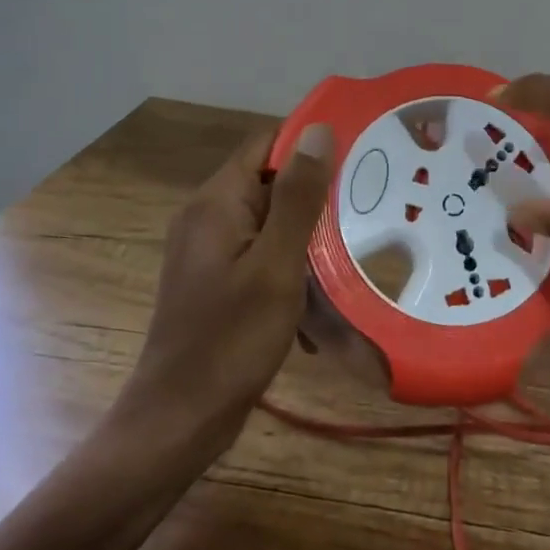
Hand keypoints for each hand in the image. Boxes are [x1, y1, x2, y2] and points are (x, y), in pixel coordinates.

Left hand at [123, 123, 333, 445]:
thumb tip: (319, 130)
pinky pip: (261, 253)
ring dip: (307, 235)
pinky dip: (290, 265)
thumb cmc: (232, 339)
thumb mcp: (276, 264)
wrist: (181, 418)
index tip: (359, 156)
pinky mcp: (216, 280)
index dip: (311, 144)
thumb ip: (298, 197)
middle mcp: (207, 216)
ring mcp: (209, 250)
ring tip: (352, 251)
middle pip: (270, 182)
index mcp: (217, 202)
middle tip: (368, 208)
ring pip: (270, 221)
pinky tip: (319, 297)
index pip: (267, 144)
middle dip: (316, 195)